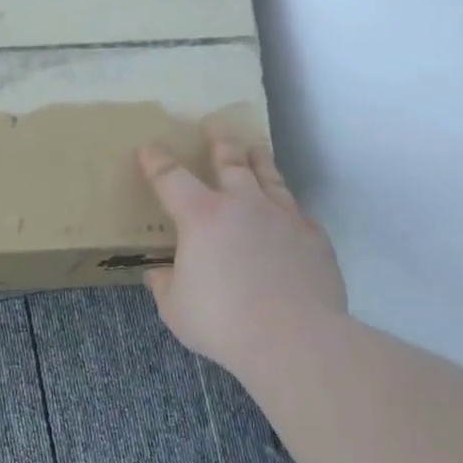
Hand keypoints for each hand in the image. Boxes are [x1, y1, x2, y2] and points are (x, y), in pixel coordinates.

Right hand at [138, 132, 346, 379]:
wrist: (294, 338)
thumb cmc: (221, 321)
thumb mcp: (175, 307)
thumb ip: (164, 285)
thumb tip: (157, 273)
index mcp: (201, 217)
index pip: (171, 178)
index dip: (157, 161)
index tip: (149, 147)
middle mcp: (243, 205)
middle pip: (230, 162)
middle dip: (219, 142)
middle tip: (216, 125)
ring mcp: (283, 218)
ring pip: (269, 177)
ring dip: (259, 160)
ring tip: (256, 147)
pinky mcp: (313, 238)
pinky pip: (297, 212)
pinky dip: (286, 205)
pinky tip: (287, 210)